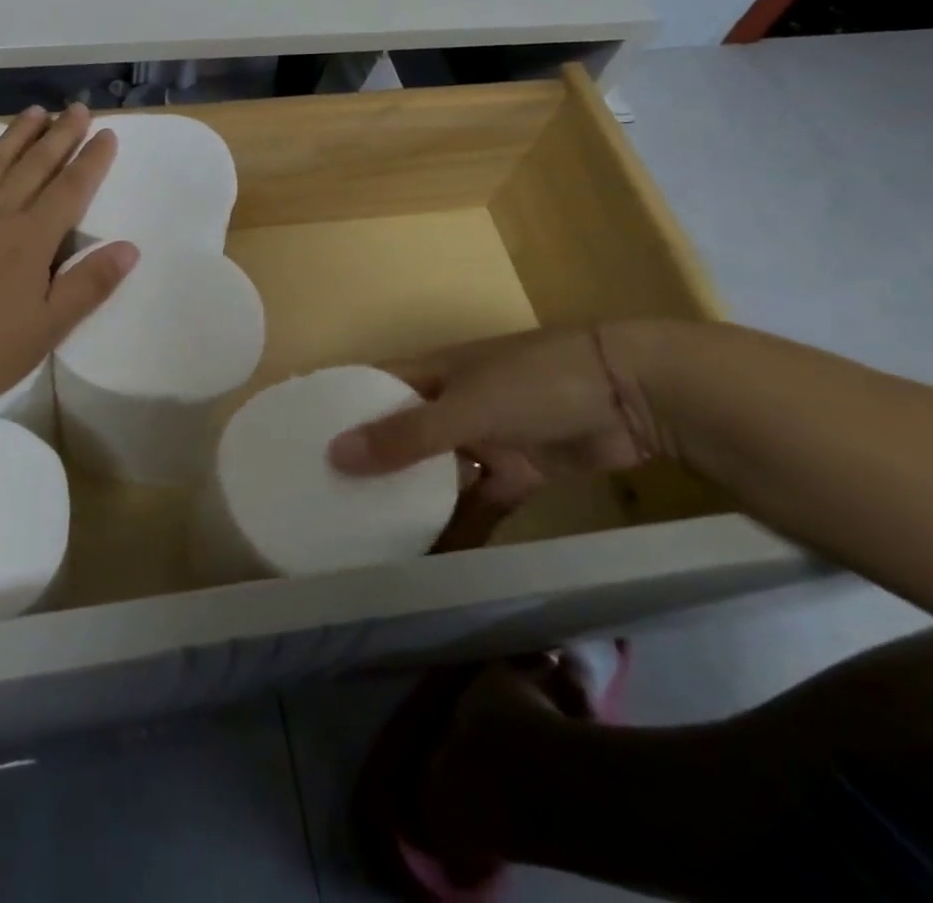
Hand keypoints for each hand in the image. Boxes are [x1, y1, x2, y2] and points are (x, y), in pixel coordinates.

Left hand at [0, 104, 137, 415]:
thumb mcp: (45, 330)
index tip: (107, 134)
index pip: (71, 190)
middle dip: (60, 136)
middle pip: (35, 167)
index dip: (92, 161)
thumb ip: (88, 285)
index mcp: (30, 240)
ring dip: (17, 134)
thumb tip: (129, 247)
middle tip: (78, 108)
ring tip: (37, 110)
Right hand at [326, 325, 671, 516]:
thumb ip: (407, 435)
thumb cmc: (536, 382)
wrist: (634, 394)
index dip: (337, 410)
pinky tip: (433, 561)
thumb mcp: (466, 406)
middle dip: (369, 465)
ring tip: (369, 541)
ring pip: (436, 474)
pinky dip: (461, 529)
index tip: (298, 444)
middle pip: (398, 434)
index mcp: (429, 372)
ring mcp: (484, 437)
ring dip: (412, 502)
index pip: (370, 387)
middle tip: (326, 505)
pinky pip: (479, 504)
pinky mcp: (517, 471)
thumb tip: (335, 455)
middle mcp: (448, 402)